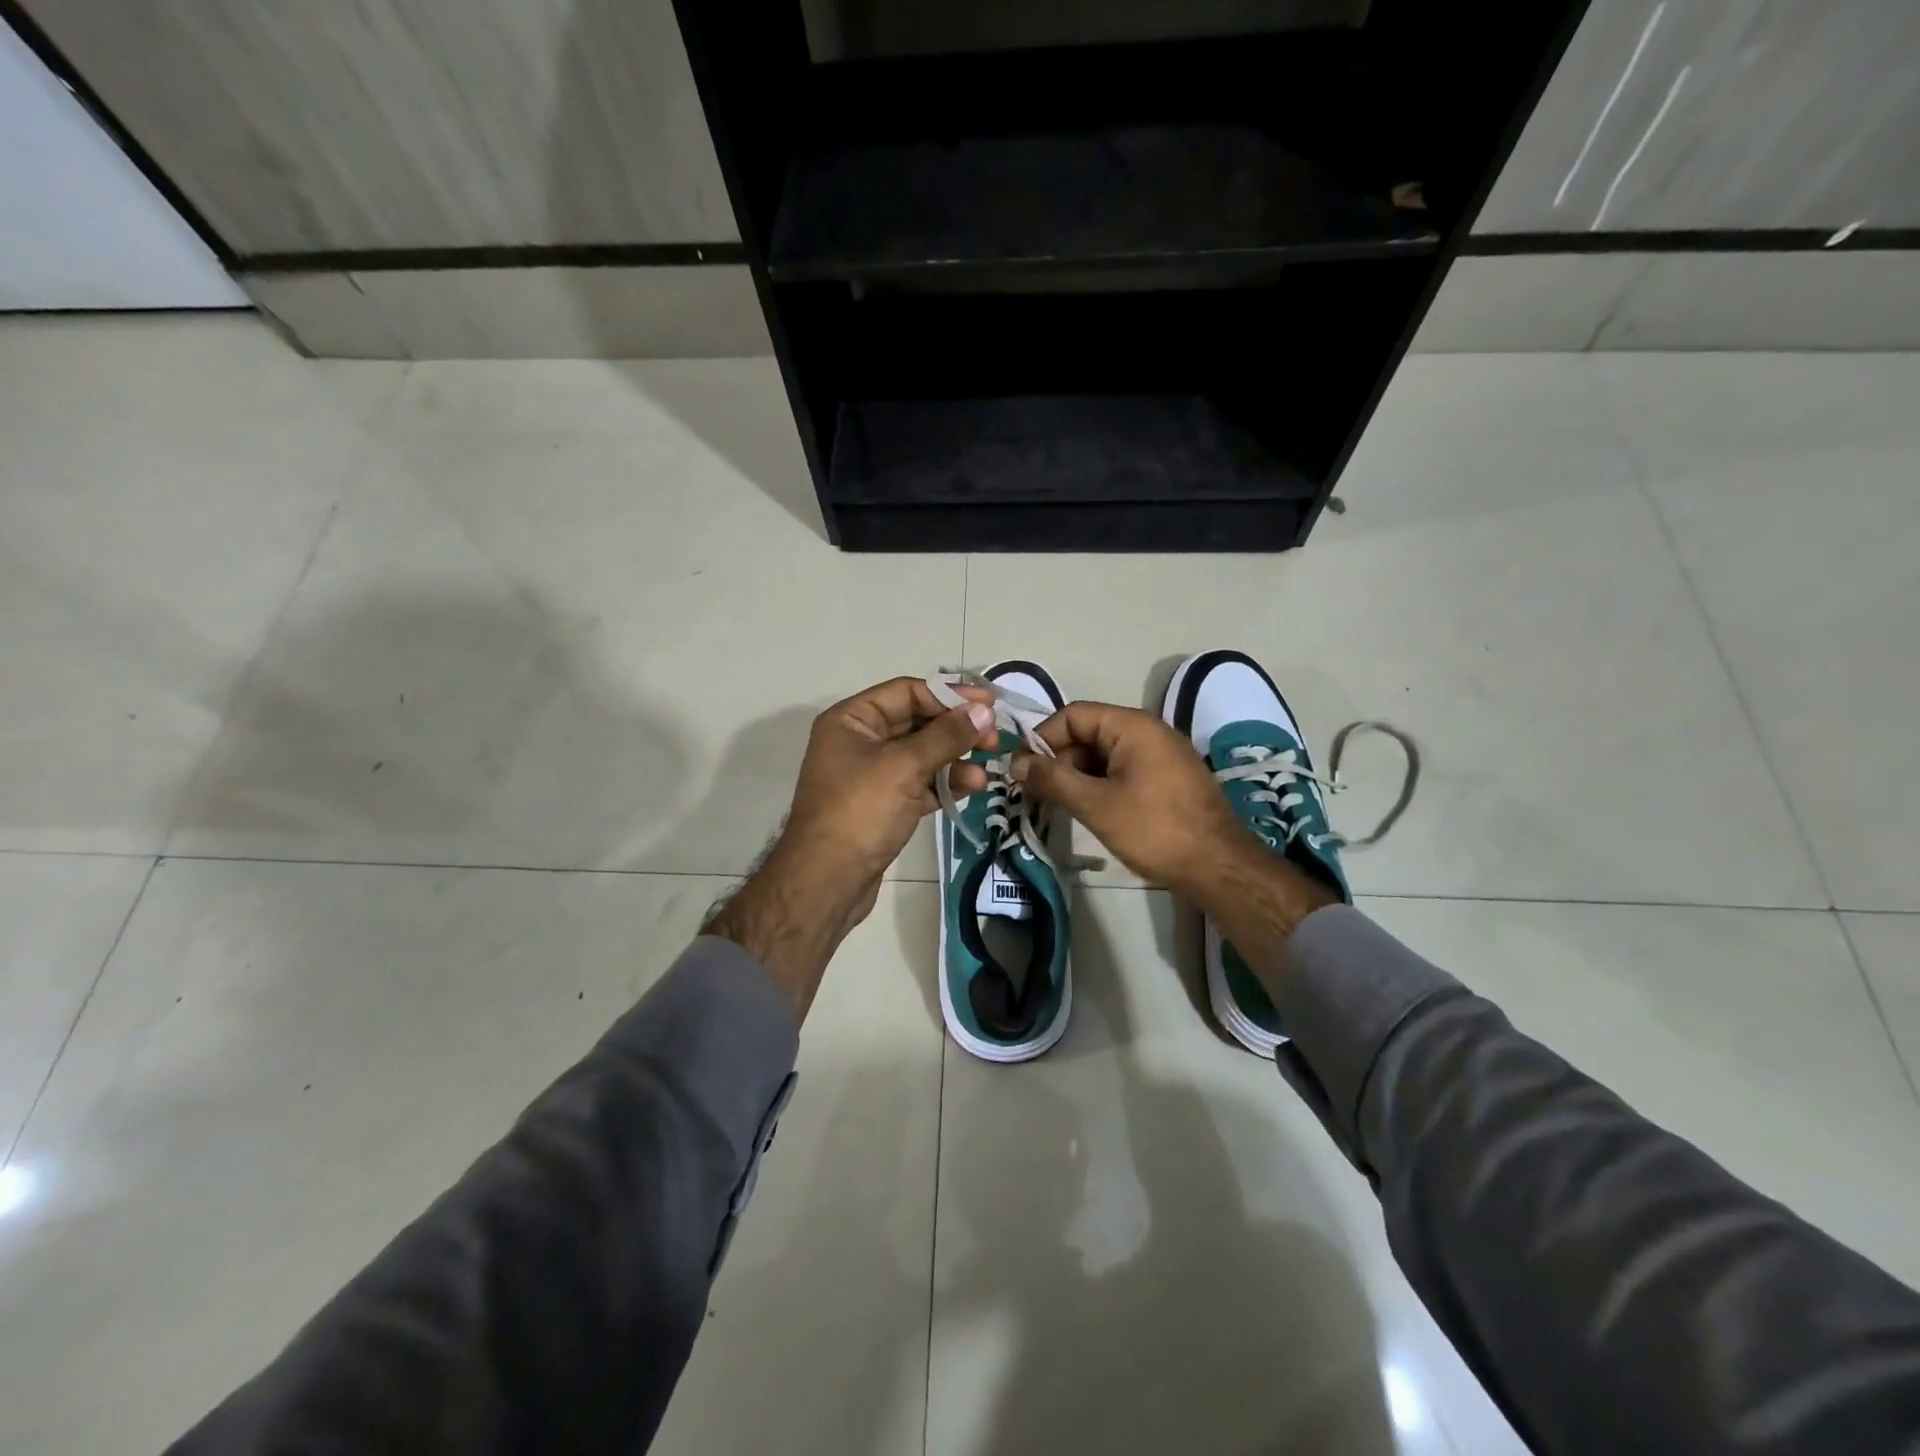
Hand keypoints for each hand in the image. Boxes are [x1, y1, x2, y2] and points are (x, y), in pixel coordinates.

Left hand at [784, 676, 997, 882]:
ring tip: (988, 769)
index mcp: (852, 720)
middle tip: (994, 739)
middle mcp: (859, 741)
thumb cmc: (860, 811)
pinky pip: (919, 783)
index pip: (907, 692)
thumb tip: (985, 712)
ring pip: (921, 755)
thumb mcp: (905, 766)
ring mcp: (870, 775)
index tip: (988, 704)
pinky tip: (972, 787)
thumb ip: (947, 736)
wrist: (827, 882)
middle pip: (916, 722)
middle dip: (956, 729)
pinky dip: (944, 783)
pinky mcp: (883, 805)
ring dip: (955, 759)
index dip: (949, 695)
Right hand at [1013, 701, 1257, 900]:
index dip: (1042, 738)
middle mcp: (1148, 731)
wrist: (1218, 867)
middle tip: (1034, 792)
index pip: (1073, 714)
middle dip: (1057, 759)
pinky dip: (1098, 784)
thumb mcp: (1096, 804)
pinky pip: (1122, 769)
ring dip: (1076, 775)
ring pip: (1104, 754)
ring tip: (1054, 804)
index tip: (1021, 770)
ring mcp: (1161, 755)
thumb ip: (1053, 779)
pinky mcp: (1167, 778)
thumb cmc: (1154, 829)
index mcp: (1132, 726)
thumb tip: (1017, 764)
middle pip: (1088, 732)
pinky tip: (1085, 809)